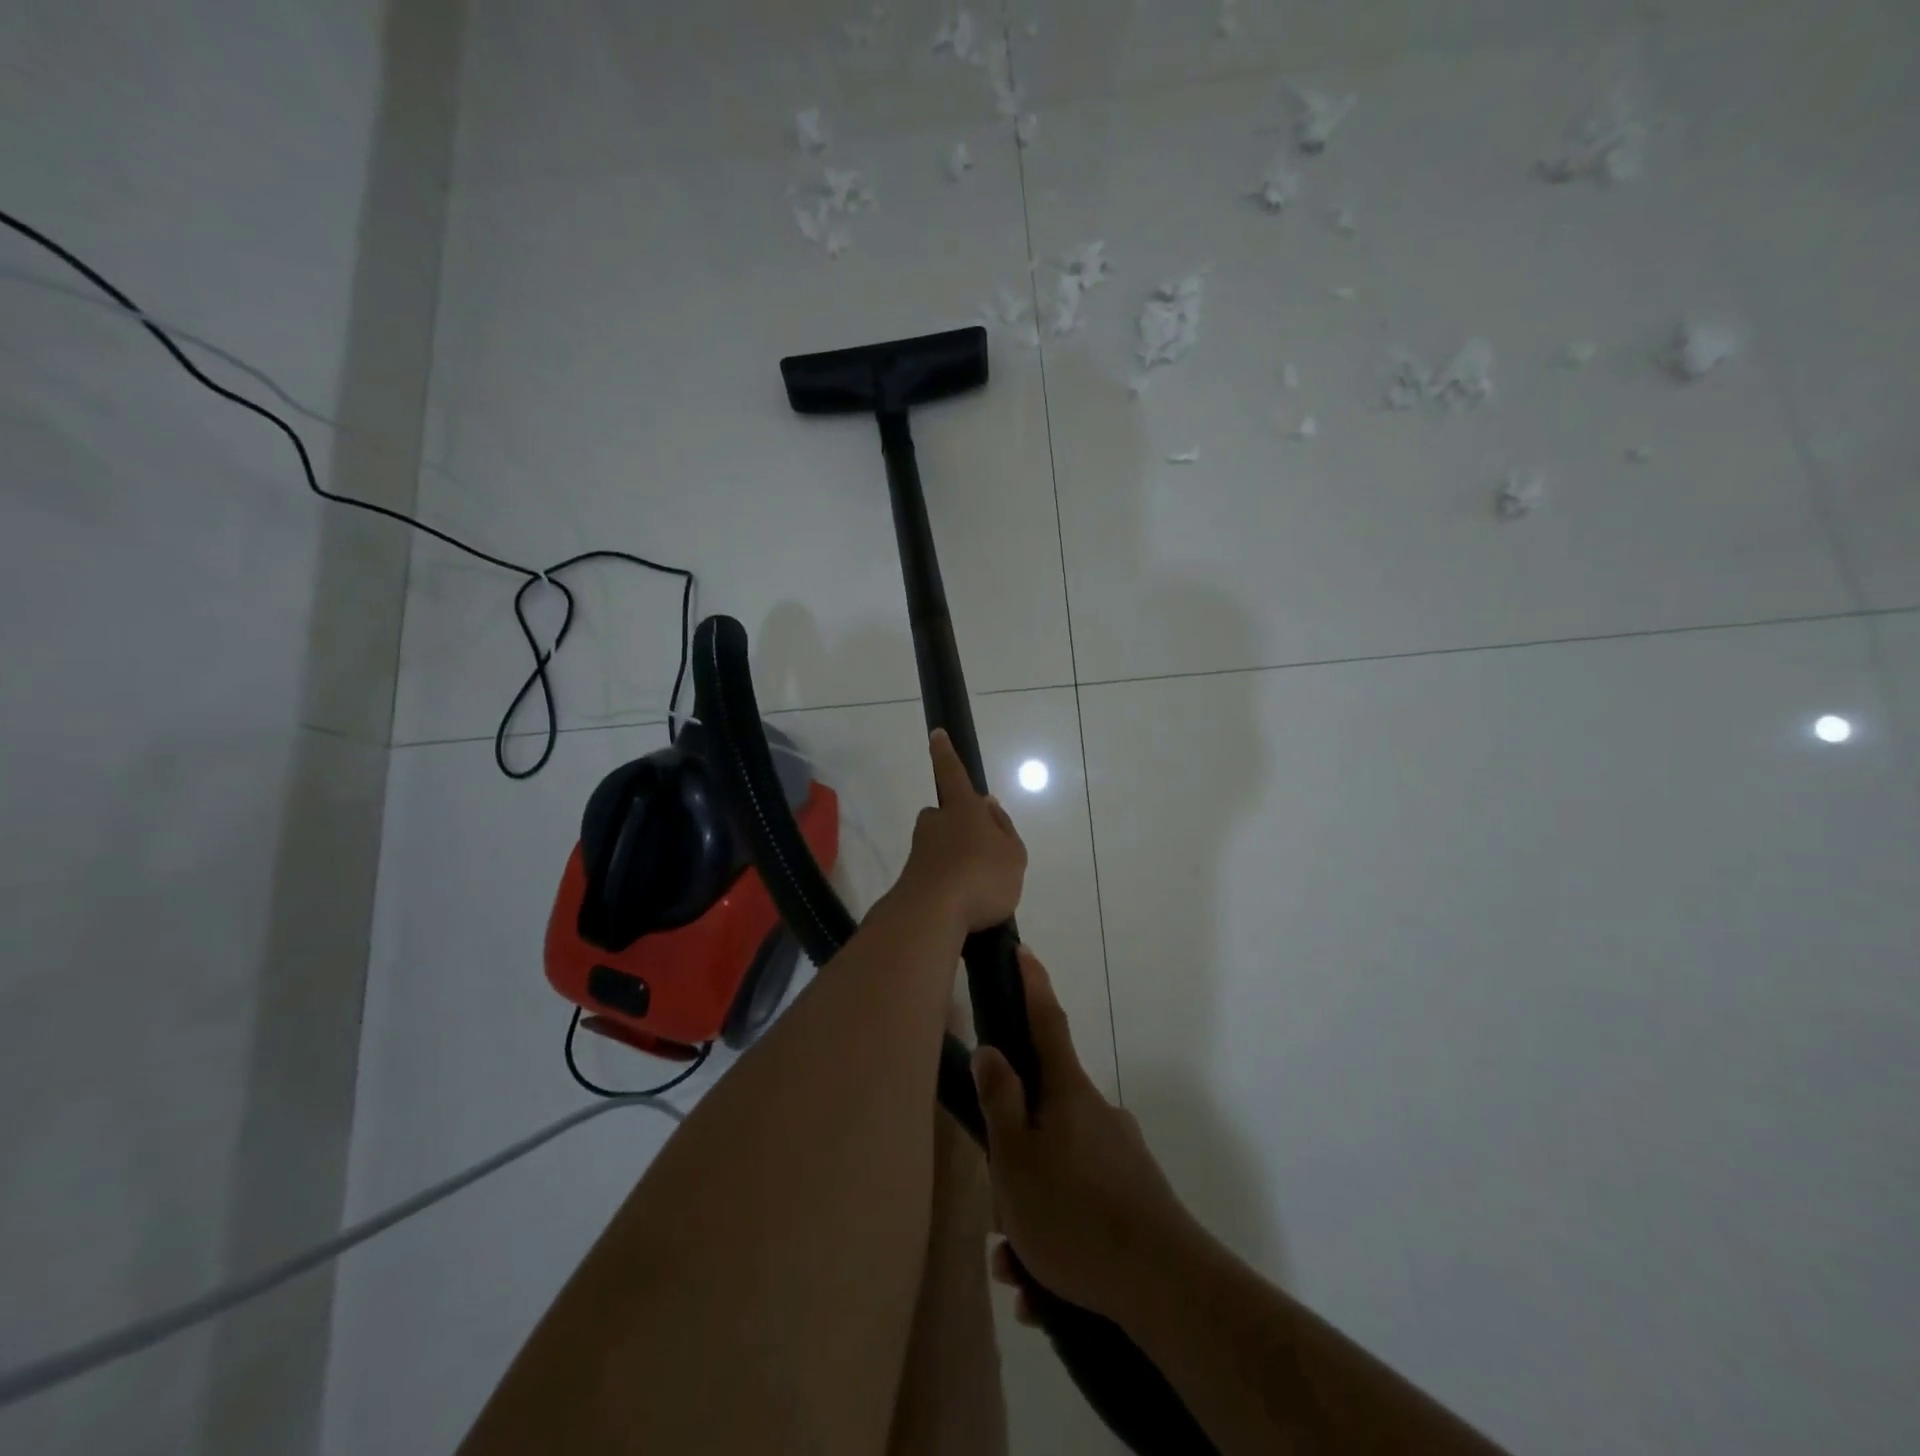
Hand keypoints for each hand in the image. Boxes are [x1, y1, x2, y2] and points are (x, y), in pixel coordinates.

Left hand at [893, 729, 1027, 932]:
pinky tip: (966, 907)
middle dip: (959, 829)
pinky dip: (951, 886)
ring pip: (942, 848)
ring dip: (957, 861)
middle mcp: (935, 825)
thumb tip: (989, 805)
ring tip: (980, 889)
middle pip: (946, 818)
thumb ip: (1003, 828)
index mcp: (962, 810)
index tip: (935, 734)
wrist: (932, 915)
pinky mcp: (913, 880)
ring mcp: (920, 852)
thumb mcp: (1012, 853)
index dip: (946, 754)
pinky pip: (938, 876)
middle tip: (983, 852)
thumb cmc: (981, 876)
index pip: (953, 774)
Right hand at [973, 947, 1199, 1322]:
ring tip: (1018, 1270)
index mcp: (1068, 1094)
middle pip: (1045, 1113)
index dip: (1033, 986)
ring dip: (1032, 1213)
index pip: (1047, 1023)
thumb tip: (991, 1051)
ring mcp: (1120, 1156)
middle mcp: (1097, 1114)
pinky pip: (1082, 1207)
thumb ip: (1000, 1102)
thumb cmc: (1073, 1212)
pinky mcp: (1135, 1198)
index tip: (1024, 951)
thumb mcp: (1016, 1159)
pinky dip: (1058, 1240)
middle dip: (1016, 1155)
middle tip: (999, 1213)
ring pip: (1059, 1170)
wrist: (1165, 1286)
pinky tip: (1045, 1291)